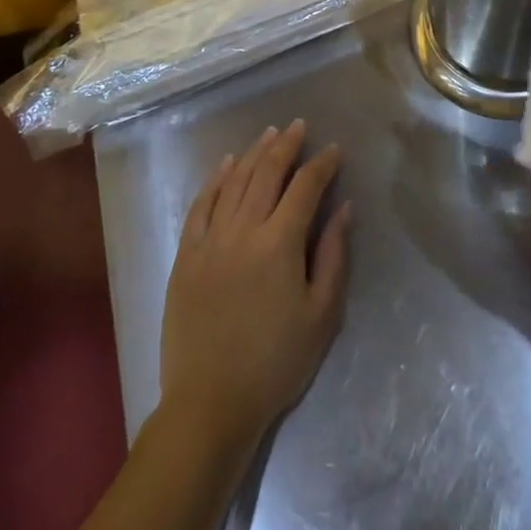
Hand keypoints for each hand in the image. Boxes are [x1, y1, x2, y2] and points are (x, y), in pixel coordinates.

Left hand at [157, 120, 352, 459]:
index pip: (305, 187)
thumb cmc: (276, 362)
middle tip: (299, 126)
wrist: (210, 403)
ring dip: (254, 153)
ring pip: (234, 181)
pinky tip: (227, 164)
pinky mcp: (186, 255)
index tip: (335, 150)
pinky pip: (201, 204)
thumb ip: (333, 256)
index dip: (322, 165)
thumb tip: (344, 209)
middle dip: (287, 145)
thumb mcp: (321, 315)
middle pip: (267, 173)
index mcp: (280, 244)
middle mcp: (243, 230)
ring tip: (270, 134)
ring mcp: (210, 240)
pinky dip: (216, 179)